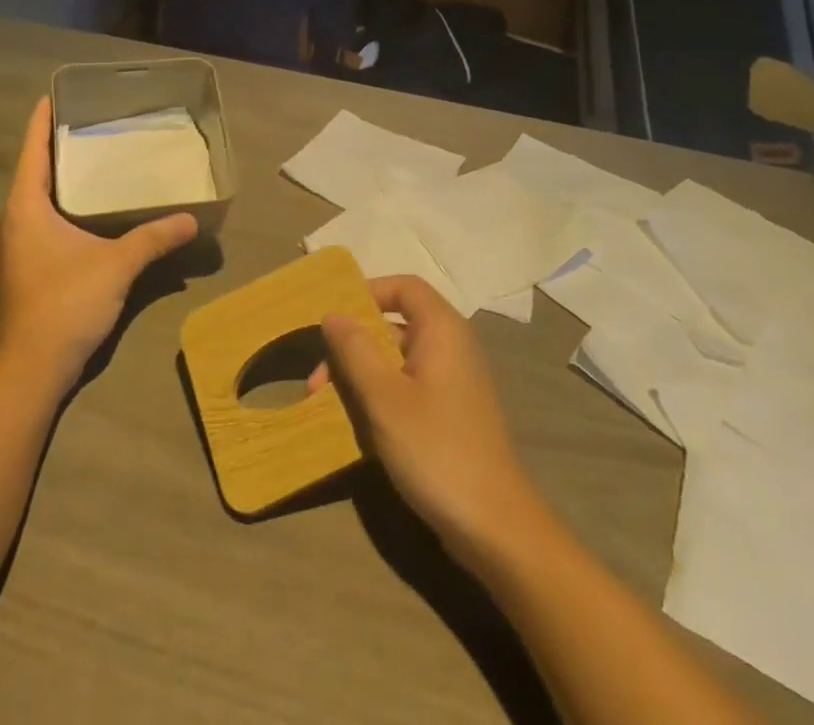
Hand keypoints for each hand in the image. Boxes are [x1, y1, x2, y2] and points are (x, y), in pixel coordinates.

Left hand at [0, 97, 197, 393]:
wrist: (31, 368)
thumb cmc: (66, 303)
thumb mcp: (117, 264)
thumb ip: (153, 238)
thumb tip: (190, 220)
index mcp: (25, 207)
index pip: (32, 151)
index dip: (41, 121)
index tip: (54, 95)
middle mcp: (12, 221)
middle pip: (32, 172)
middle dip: (56, 148)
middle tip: (89, 126)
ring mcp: (13, 248)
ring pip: (35, 200)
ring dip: (58, 180)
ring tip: (91, 163)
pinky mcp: (22, 269)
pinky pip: (39, 222)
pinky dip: (59, 207)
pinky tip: (86, 213)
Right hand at [312, 275, 546, 568]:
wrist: (496, 527)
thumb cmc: (436, 449)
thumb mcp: (384, 397)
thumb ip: (355, 349)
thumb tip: (333, 314)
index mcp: (442, 330)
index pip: (403, 287)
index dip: (367, 293)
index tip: (333, 320)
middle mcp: (451, 346)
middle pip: (395, 325)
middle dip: (352, 346)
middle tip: (317, 379)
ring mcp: (454, 382)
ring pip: (397, 360)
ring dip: (360, 376)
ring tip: (326, 405)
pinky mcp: (452, 414)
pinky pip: (408, 388)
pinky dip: (380, 397)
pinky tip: (356, 427)